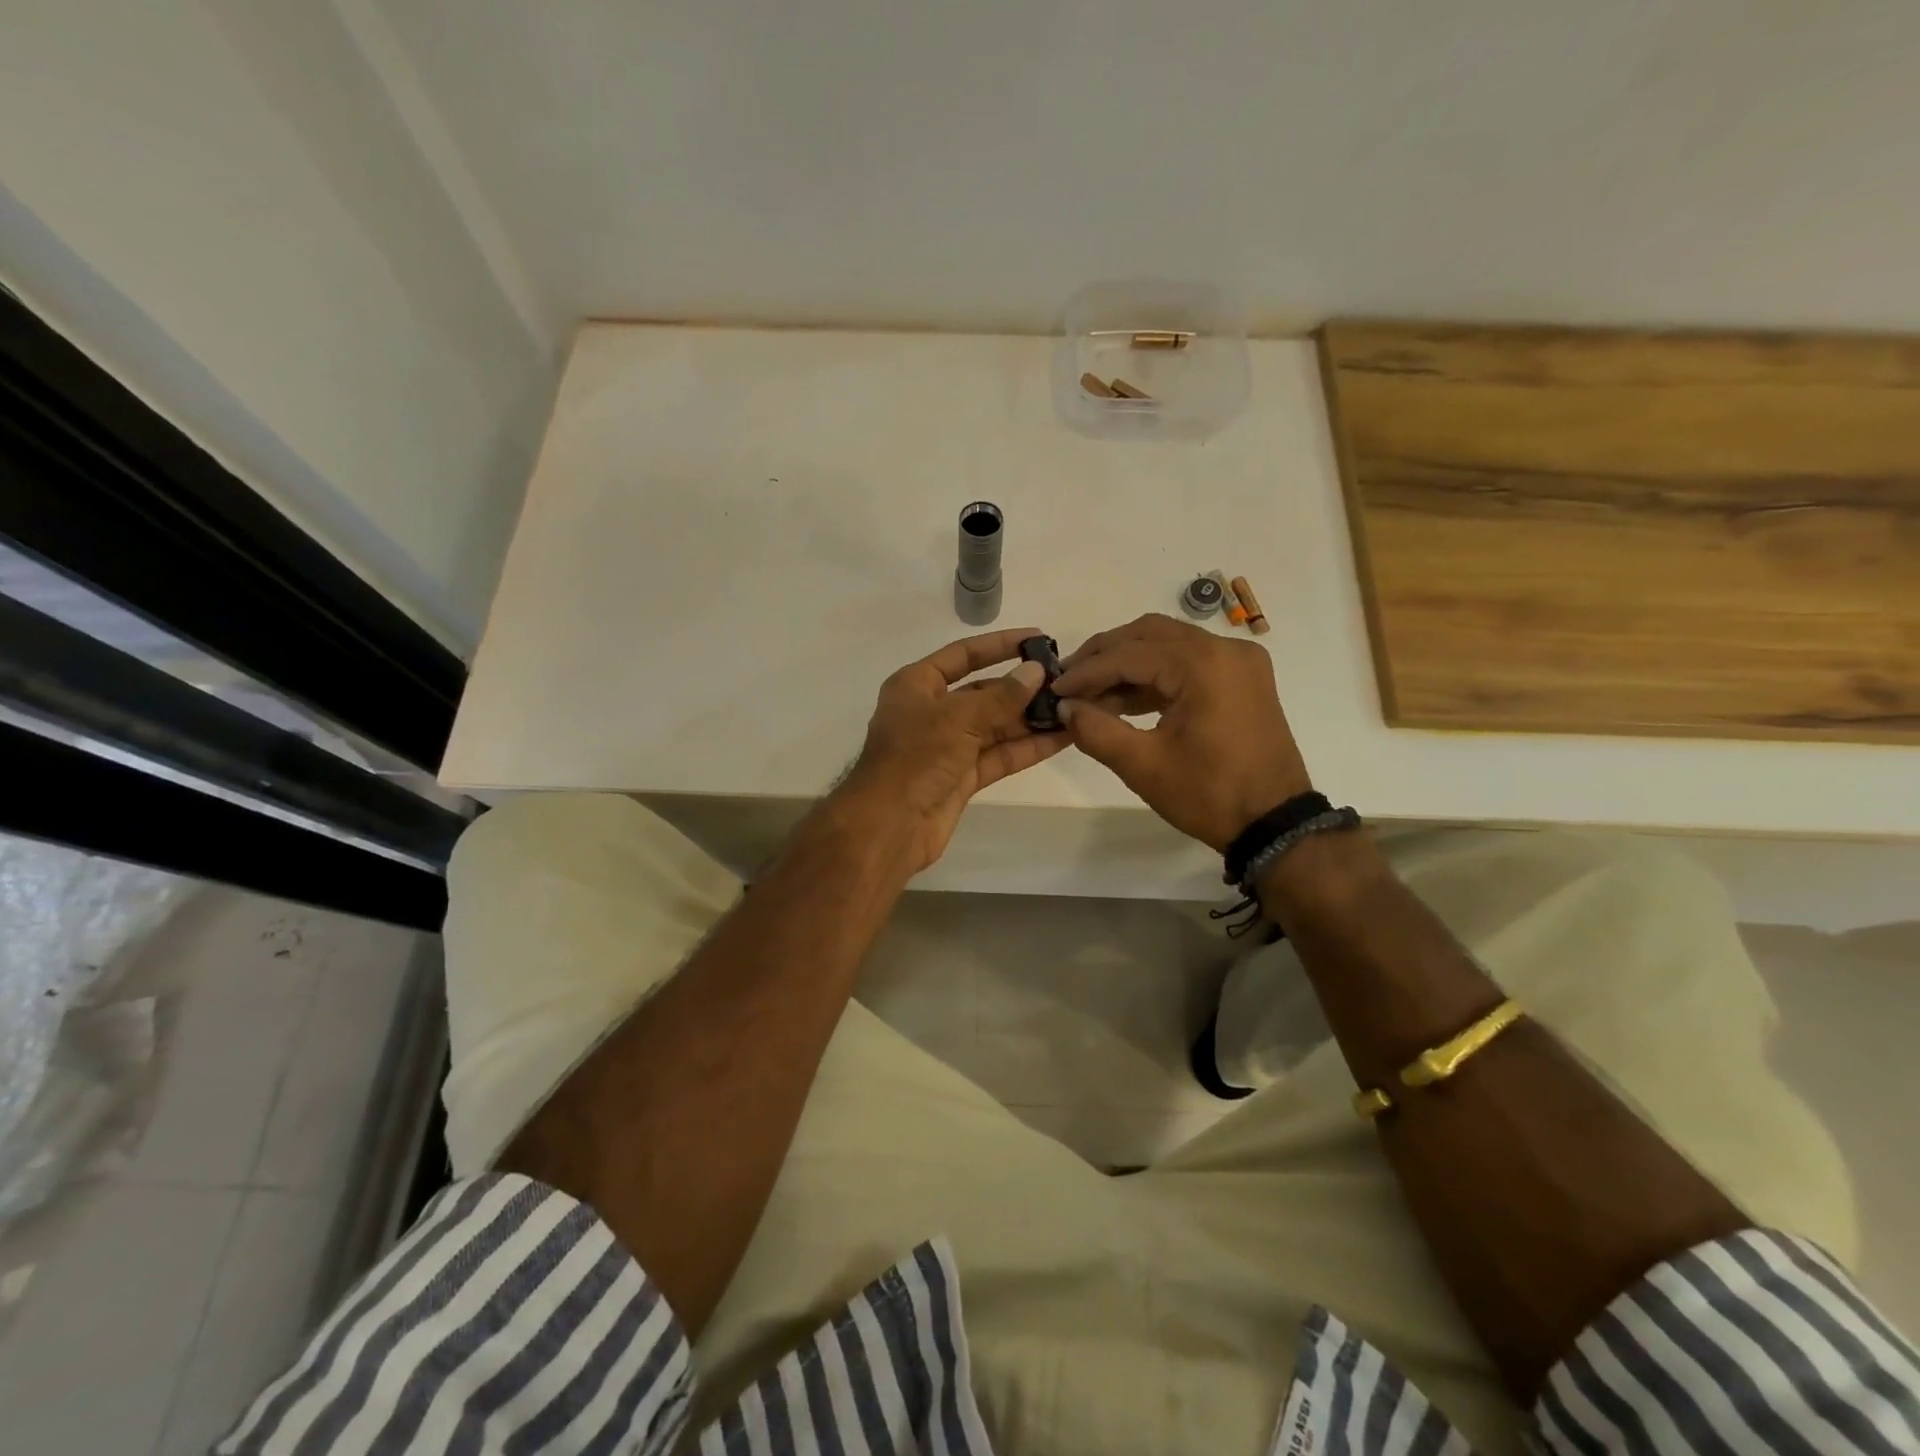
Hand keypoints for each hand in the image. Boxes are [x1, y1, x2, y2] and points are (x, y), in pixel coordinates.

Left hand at [837, 628, 1069, 873]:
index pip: (962, 655)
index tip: (1037, 638)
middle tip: (1065, 682)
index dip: (999, 645)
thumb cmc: (915, 757)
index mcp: (916, 685)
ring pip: (996, 726)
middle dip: (1022, 687)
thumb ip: (1001, 696)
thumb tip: (1035, 672)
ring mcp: (948, 746)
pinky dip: (1027, 747)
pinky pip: (1000, 755)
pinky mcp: (963, 777)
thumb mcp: (958, 718)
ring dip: (1030, 719)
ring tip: (1073, 708)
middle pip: (983, 692)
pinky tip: (1062, 738)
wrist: (890, 825)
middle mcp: (932, 712)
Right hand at [1051, 613, 1311, 851]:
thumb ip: (1095, 729)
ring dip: (1129, 663)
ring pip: (1169, 644)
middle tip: (1070, 678)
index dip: (1086, 671)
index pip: (1129, 654)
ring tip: (1092, 692)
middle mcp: (1225, 649)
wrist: (1275, 824)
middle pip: (1149, 633)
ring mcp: (1239, 662)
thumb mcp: (1143, 765)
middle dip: (1106, 655)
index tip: (1054, 688)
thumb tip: (1063, 707)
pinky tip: (1125, 699)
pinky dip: (1156, 675)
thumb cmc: (1209, 794)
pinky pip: (1190, 662)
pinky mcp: (1244, 679)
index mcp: (1202, 664)